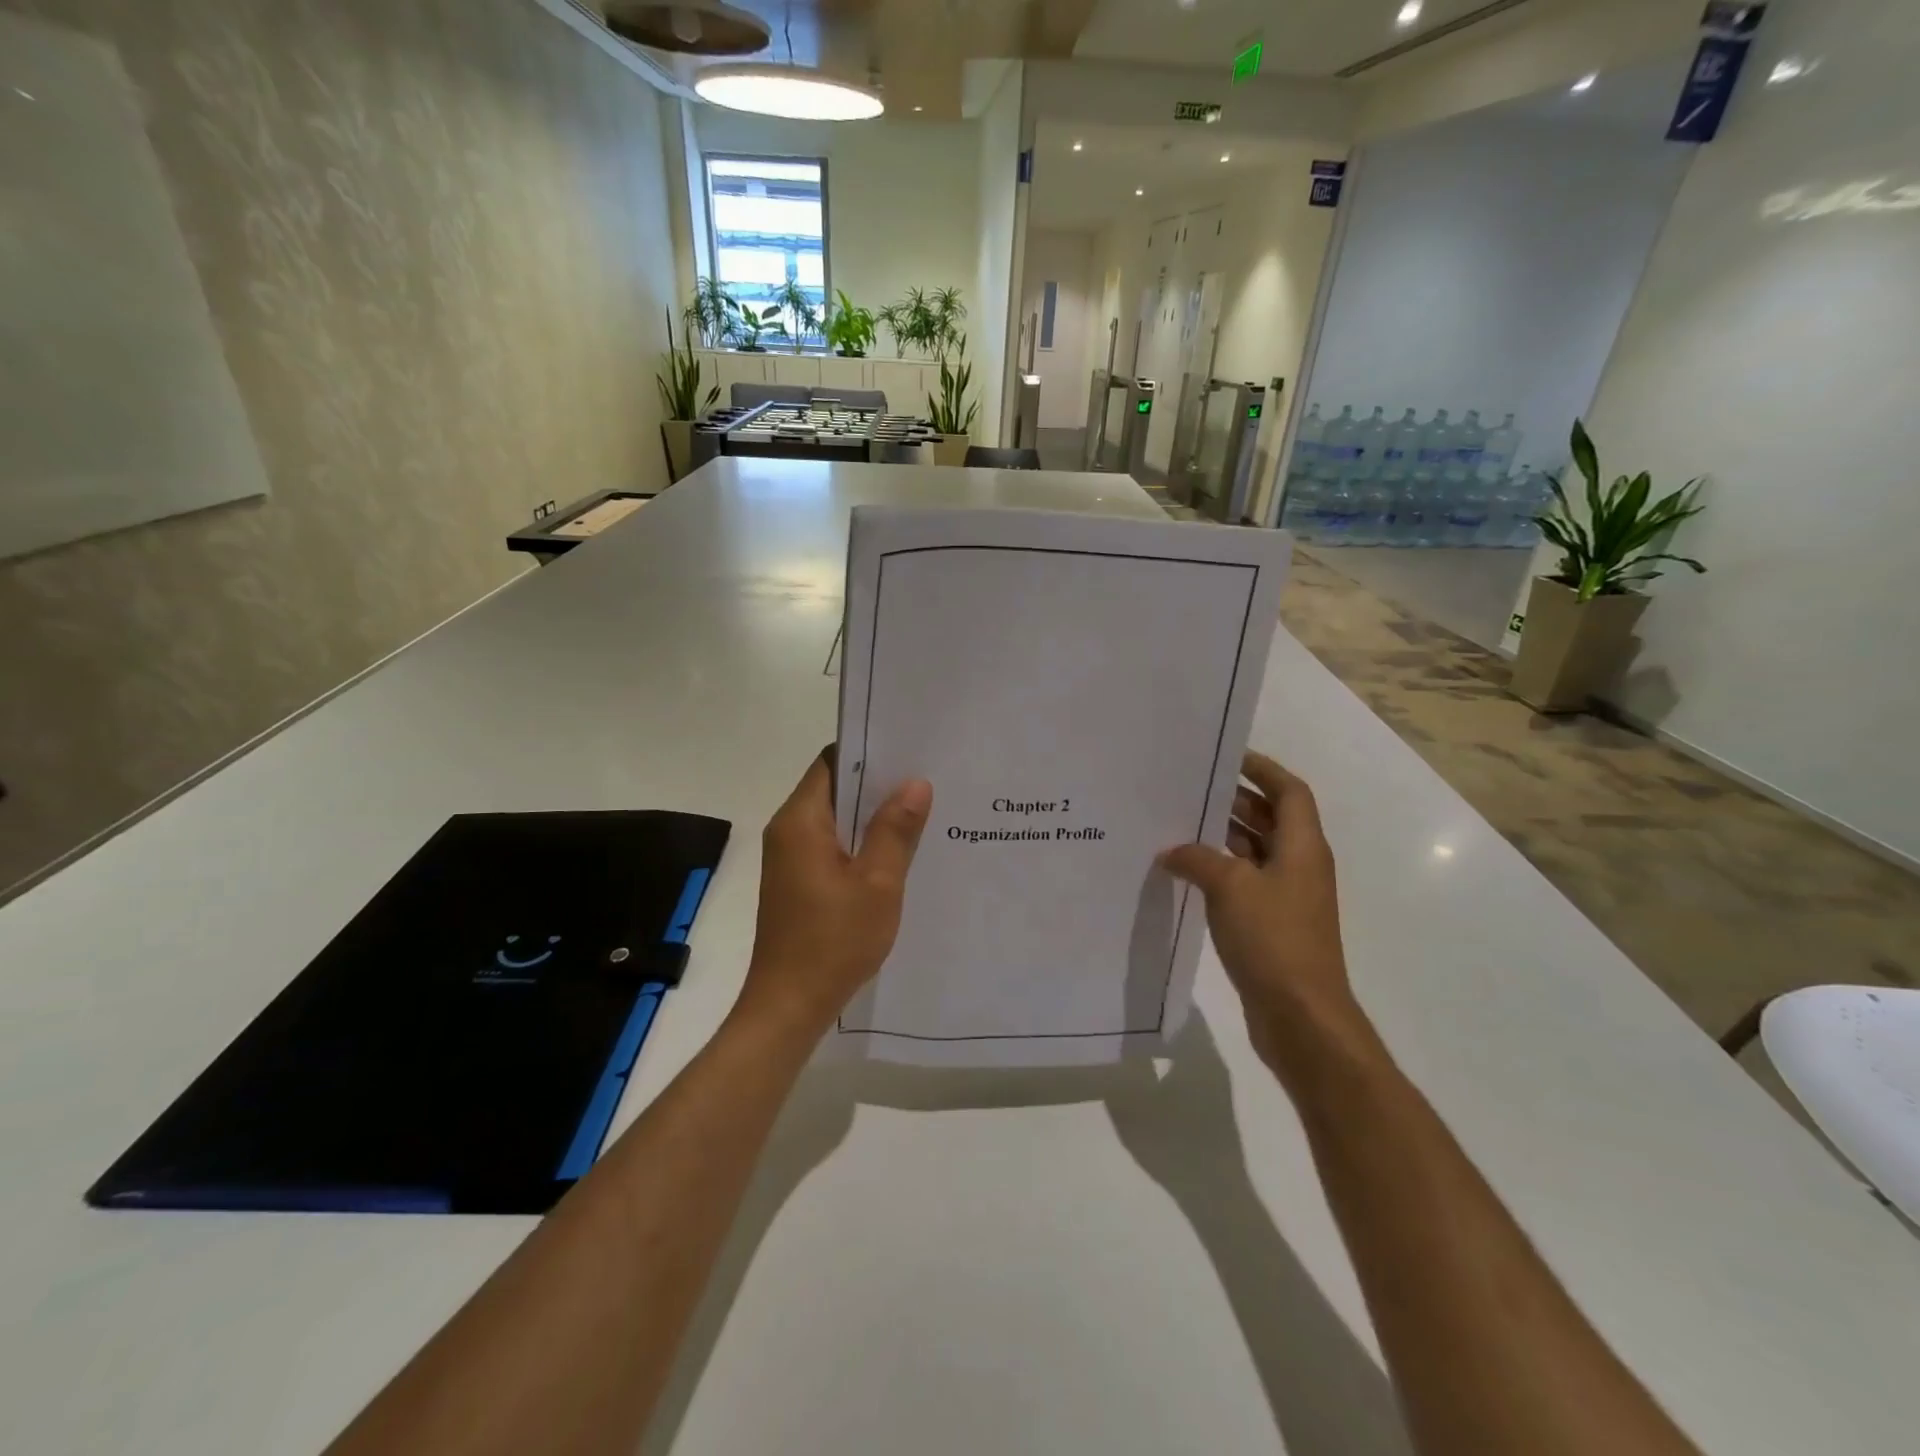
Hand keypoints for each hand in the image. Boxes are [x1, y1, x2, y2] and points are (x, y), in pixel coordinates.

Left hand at [737, 748, 931, 1036]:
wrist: (789, 1005)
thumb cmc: (834, 941)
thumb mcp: (877, 883)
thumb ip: (895, 830)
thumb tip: (915, 783)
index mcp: (800, 821)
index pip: (831, 762)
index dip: (868, 752)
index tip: (908, 750)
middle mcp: (788, 830)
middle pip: (833, 788)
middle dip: (876, 783)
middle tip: (926, 779)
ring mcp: (790, 858)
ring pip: (835, 819)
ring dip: (871, 815)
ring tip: (921, 810)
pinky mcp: (797, 881)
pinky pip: (831, 845)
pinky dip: (860, 841)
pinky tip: (896, 851)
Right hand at [1161, 752, 1375, 1080]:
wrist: (1301, 1016)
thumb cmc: (1274, 940)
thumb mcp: (1230, 888)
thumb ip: (1198, 859)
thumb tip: (1172, 850)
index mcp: (1303, 847)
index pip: (1289, 791)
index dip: (1262, 769)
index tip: (1226, 757)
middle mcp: (1300, 866)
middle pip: (1271, 819)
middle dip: (1234, 801)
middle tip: (1190, 790)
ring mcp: (1288, 897)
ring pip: (1255, 852)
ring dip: (1223, 837)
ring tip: (1178, 824)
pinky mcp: (1273, 925)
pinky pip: (1245, 882)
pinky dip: (1220, 871)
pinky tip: (1185, 872)